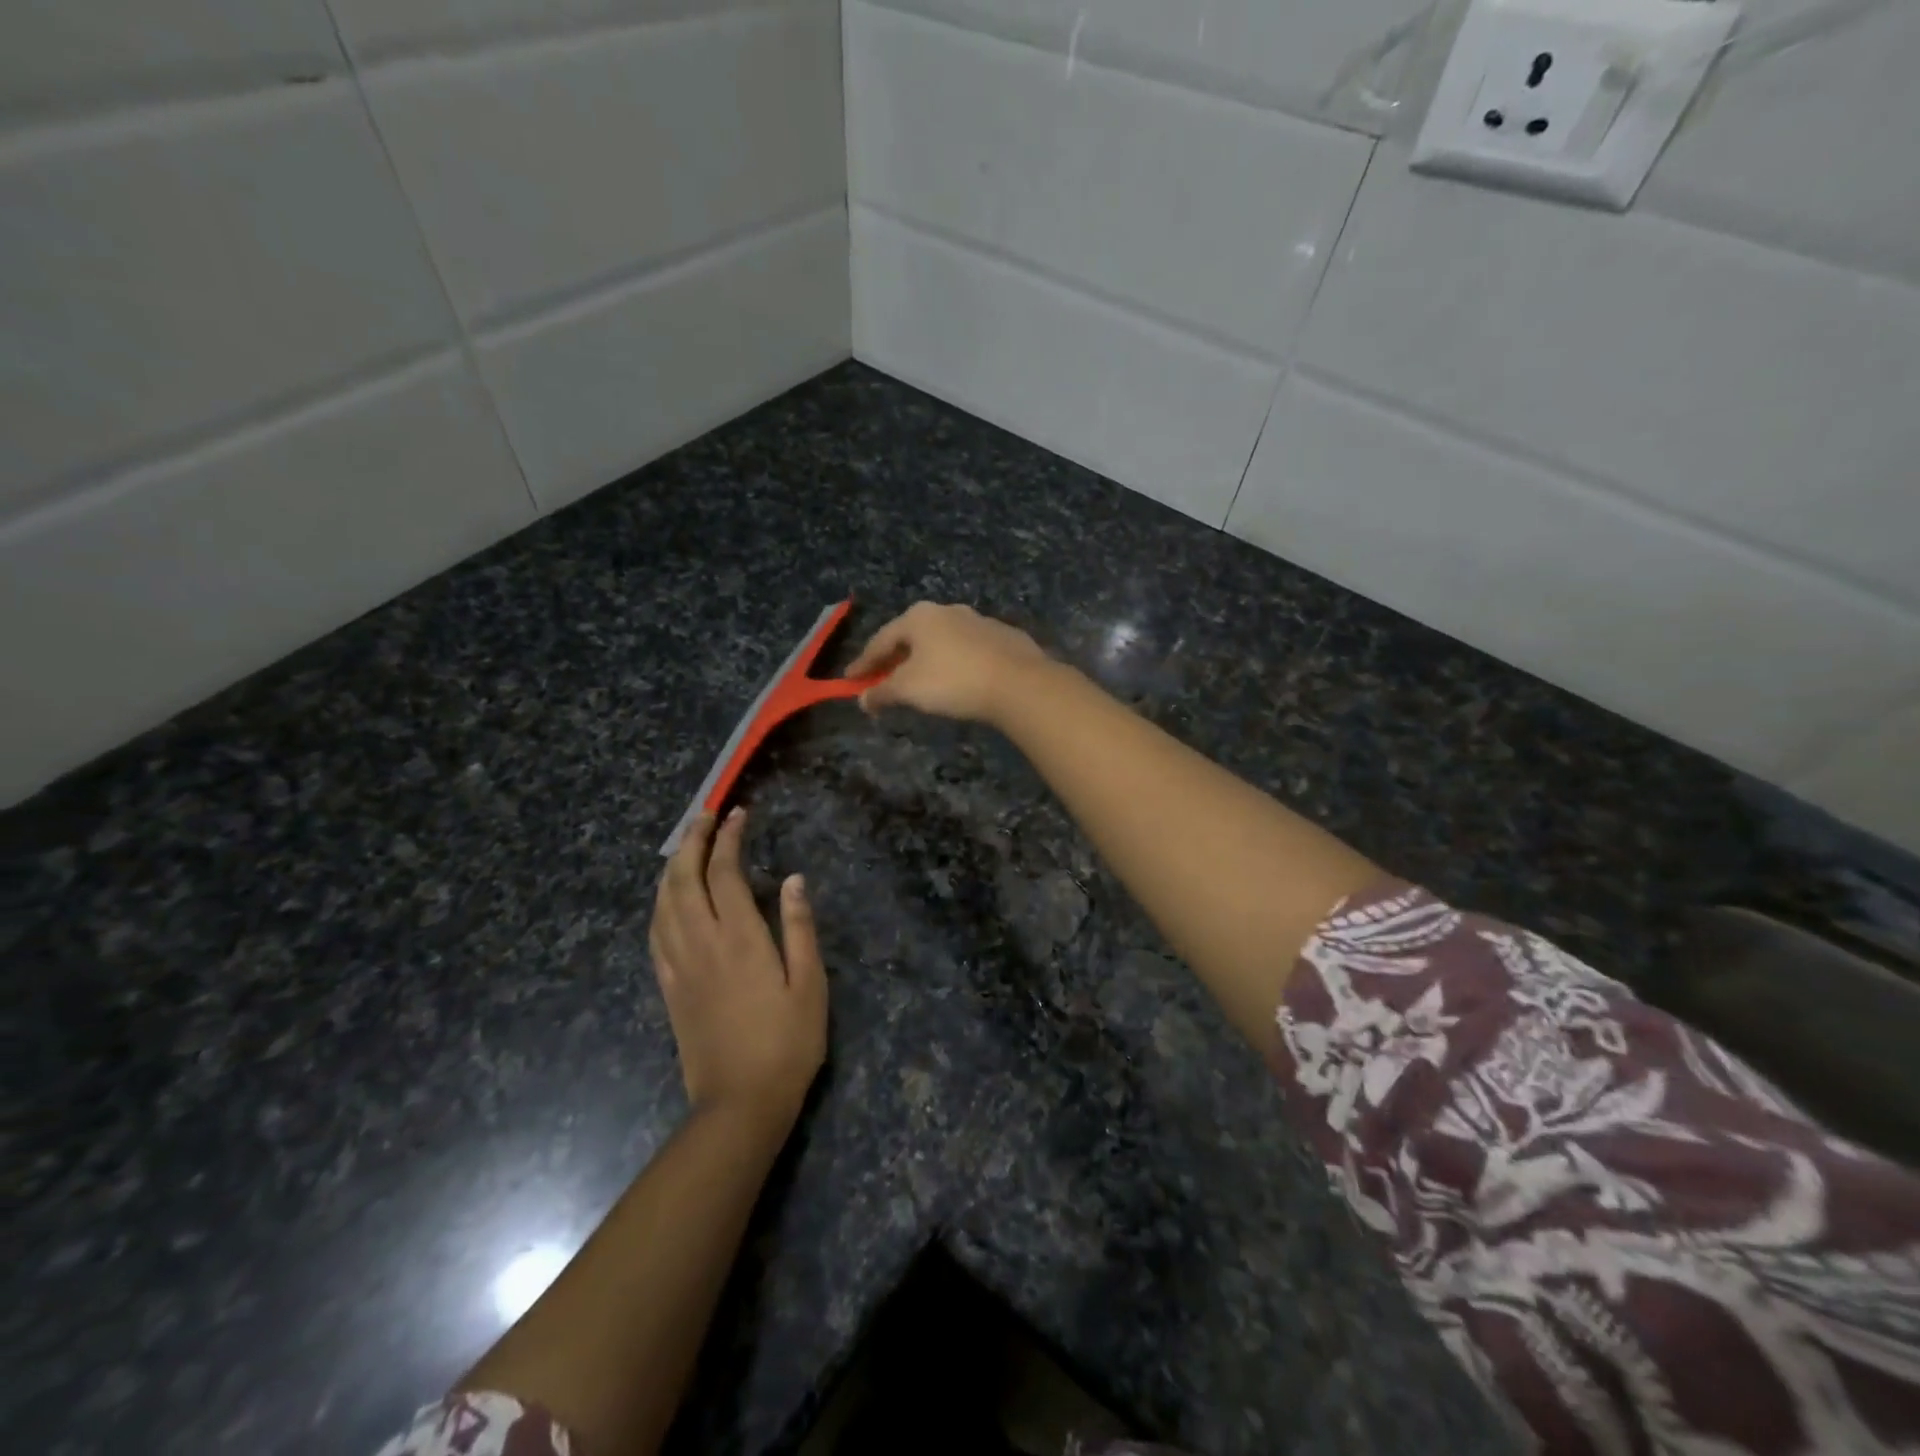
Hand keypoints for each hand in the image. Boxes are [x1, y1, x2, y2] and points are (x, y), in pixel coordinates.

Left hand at [649, 809, 826, 1126]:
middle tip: (705, 816)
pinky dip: (660, 904)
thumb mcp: (810, 983)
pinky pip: (655, 933)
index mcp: (740, 938)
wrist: (739, 1103)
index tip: (738, 814)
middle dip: (692, 841)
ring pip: (663, 903)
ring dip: (672, 867)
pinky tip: (667, 899)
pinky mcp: (668, 988)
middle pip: (684, 879)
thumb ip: (800, 927)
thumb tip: (794, 878)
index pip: (725, 872)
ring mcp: (678, 965)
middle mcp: (702, 943)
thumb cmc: (787, 1042)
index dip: (729, 838)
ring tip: (685, 846)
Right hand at [844, 602, 1048, 723]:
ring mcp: (979, 621)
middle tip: (883, 680)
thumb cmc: (953, 681)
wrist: (1019, 683)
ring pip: (942, 641)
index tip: (850, 681)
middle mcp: (947, 611)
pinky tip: (957, 680)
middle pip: (911, 637)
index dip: (863, 663)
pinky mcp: (1004, 637)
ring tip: (920, 681)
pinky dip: (955, 663)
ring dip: (926, 660)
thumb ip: (882, 692)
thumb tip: (863, 700)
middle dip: (895, 659)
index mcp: (919, 617)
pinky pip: (968, 650)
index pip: (881, 640)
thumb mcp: (909, 689)